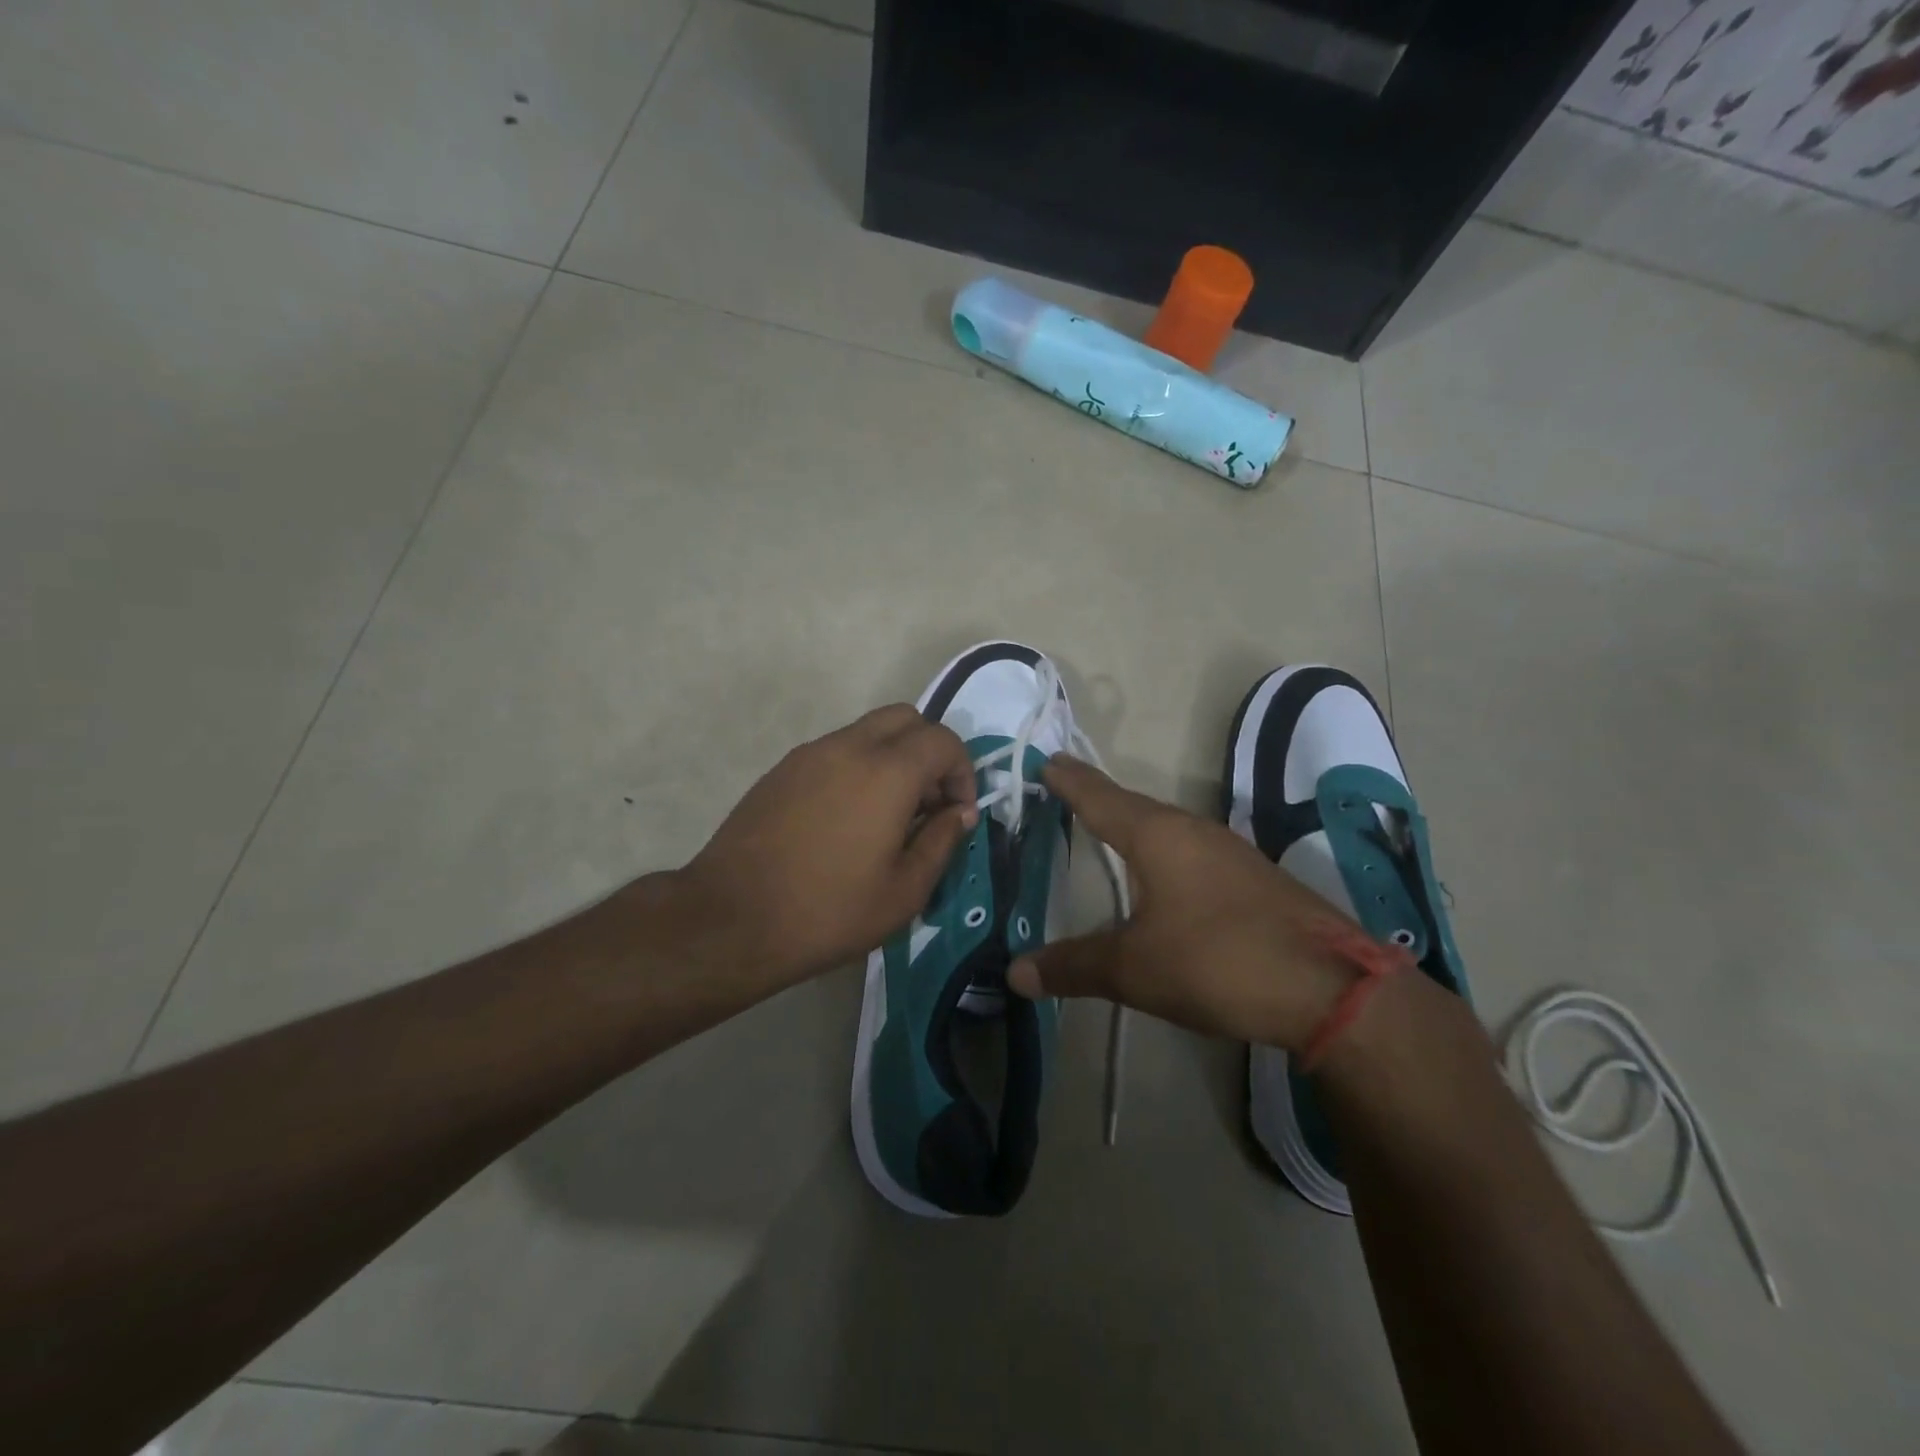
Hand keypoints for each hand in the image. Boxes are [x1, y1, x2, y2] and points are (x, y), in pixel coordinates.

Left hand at [678, 705, 978, 987]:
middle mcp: (849, 747)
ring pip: (867, 731)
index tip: (957, 814)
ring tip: (889, 815)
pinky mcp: (782, 769)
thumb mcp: (904, 892)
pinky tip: (847, 819)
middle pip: (905, 719)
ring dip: (892, 758)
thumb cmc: (828, 911)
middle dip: (929, 752)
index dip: (963, 772)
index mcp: (887, 772)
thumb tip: (959, 813)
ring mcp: (810, 754)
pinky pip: (835, 751)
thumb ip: (942, 841)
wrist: (731, 919)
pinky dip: (858, 767)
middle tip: (928, 803)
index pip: (943, 741)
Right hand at [1007, 756, 1359, 1052]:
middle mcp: (1192, 831)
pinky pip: (1191, 851)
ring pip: (1167, 828)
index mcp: (1157, 836)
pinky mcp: (1254, 878)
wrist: (1332, 988)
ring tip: (1107, 826)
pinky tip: (1164, 875)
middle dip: (1098, 797)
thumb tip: (1015, 972)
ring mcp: (1230, 852)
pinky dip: (1163, 852)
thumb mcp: (1135, 969)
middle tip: (1066, 787)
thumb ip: (1074, 966)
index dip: (1070, 781)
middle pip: (1133, 806)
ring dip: (1133, 824)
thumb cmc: (1218, 962)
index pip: (1099, 797)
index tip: (1047, 759)